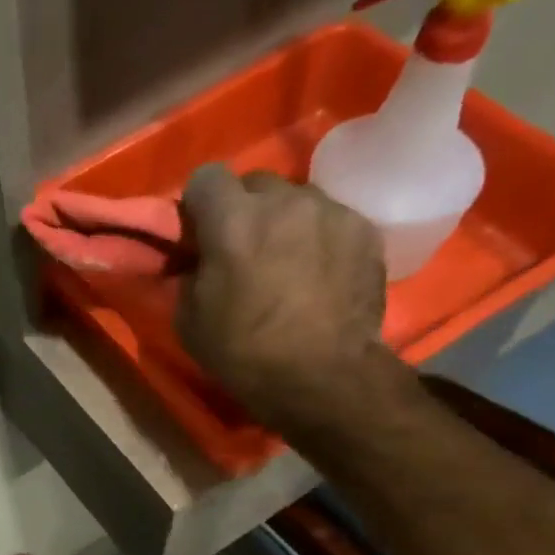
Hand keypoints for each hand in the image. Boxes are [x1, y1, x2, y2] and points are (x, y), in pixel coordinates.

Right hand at [177, 165, 391, 430]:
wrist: (324, 377)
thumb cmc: (245, 353)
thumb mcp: (189, 321)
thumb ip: (189, 276)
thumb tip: (196, 262)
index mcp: (232, 220)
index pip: (205, 177)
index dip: (198, 205)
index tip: (199, 234)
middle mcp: (283, 200)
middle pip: (255, 184)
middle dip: (244, 210)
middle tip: (243, 250)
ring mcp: (330, 211)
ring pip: (296, 200)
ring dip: (284, 222)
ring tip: (287, 263)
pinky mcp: (365, 230)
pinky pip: (331, 221)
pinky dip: (319, 239)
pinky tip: (320, 275)